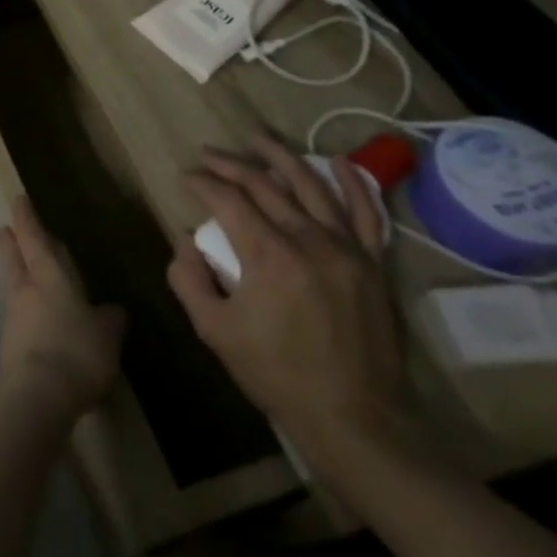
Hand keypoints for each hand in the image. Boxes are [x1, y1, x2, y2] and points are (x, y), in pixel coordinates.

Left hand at [0, 197, 126, 419]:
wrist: (36, 395)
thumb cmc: (77, 353)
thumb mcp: (107, 336)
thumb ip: (109, 320)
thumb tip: (112, 310)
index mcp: (49, 277)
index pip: (34, 239)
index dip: (27, 219)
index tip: (18, 200)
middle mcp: (25, 290)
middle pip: (13, 258)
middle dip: (10, 242)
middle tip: (5, 230)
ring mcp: (11, 317)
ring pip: (12, 286)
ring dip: (16, 277)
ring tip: (25, 277)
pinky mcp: (7, 345)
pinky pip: (17, 318)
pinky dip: (24, 312)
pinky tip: (36, 323)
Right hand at [166, 133, 416, 466]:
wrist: (355, 417)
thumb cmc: (277, 374)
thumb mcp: (214, 330)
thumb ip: (188, 278)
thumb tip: (185, 239)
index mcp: (268, 255)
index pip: (228, 199)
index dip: (202, 182)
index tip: (185, 178)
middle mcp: (309, 240)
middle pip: (264, 184)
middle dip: (230, 164)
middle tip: (207, 155)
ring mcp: (347, 249)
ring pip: (311, 186)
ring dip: (280, 157)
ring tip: (256, 139)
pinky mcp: (372, 263)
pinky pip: (366, 213)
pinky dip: (353, 183)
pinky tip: (337, 161)